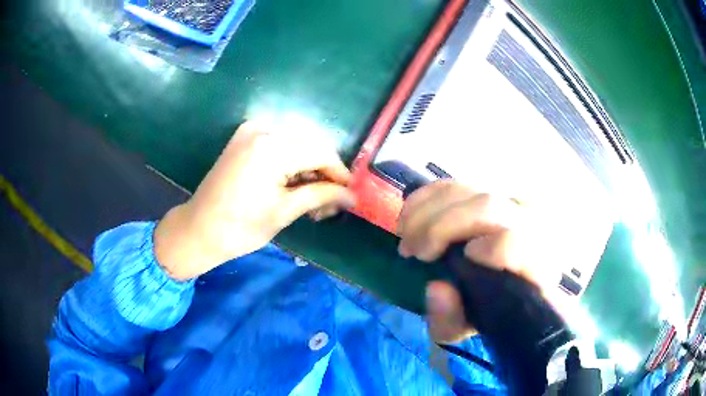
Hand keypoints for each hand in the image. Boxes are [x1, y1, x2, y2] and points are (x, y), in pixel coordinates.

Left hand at [154, 122, 355, 279]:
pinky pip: (280, 142)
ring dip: (309, 166)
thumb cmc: (240, 227)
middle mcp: (263, 129)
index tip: (349, 194)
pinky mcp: (244, 137)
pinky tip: (294, 183)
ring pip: (297, 142)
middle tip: (329, 201)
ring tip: (312, 197)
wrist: (199, 229)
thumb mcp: (285, 211)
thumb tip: (352, 196)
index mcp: (272, 147)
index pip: (321, 153)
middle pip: (310, 144)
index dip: (339, 173)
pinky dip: (292, 161)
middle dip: (325, 171)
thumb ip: (321, 196)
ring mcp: (251, 130)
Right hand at [396, 181, 558, 342]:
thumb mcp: (463, 328)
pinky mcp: (489, 191)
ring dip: (426, 210)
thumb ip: (449, 319)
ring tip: (405, 236)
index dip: (492, 248)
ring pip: (467, 190)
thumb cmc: (488, 311)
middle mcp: (529, 224)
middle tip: (411, 251)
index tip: (457, 260)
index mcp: (536, 263)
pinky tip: (409, 216)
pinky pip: (455, 184)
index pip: (522, 242)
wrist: (505, 288)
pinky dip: (426, 197)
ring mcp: (509, 203)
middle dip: (440, 227)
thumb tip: (436, 288)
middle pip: (488, 206)